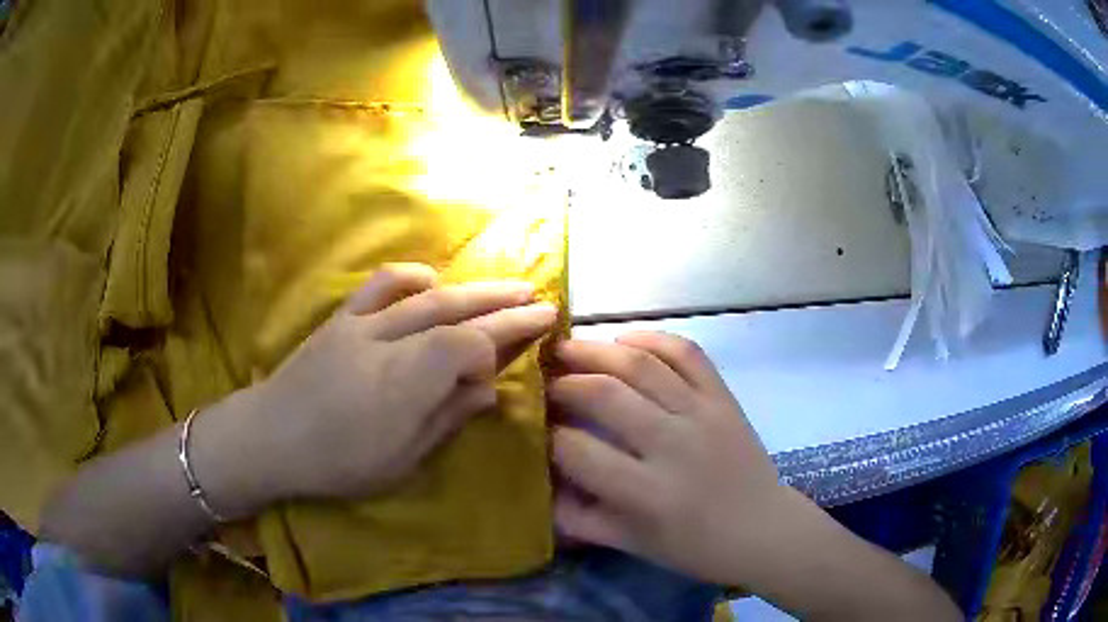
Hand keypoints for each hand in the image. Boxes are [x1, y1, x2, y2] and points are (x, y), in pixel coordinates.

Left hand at [195, 264, 557, 515]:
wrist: (270, 437)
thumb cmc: (336, 462)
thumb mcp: (399, 460)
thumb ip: (445, 419)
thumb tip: (488, 392)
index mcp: (405, 384)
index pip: (468, 347)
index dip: (501, 345)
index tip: (525, 347)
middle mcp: (389, 344)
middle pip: (456, 315)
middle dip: (503, 306)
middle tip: (540, 300)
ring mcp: (363, 326)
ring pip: (428, 297)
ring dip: (471, 289)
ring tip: (506, 286)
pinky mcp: (342, 319)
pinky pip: (380, 286)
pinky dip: (411, 277)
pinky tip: (432, 279)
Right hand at [549, 332, 802, 587]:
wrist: (762, 529)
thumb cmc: (695, 547)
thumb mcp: (631, 544)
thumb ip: (580, 518)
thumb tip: (540, 486)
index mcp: (645, 492)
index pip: (576, 450)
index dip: (545, 434)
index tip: (533, 425)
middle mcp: (671, 445)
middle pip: (603, 394)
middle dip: (562, 382)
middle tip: (542, 379)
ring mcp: (702, 414)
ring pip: (641, 365)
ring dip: (596, 350)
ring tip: (567, 347)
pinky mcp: (724, 398)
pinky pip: (688, 353)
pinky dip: (653, 338)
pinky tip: (625, 339)